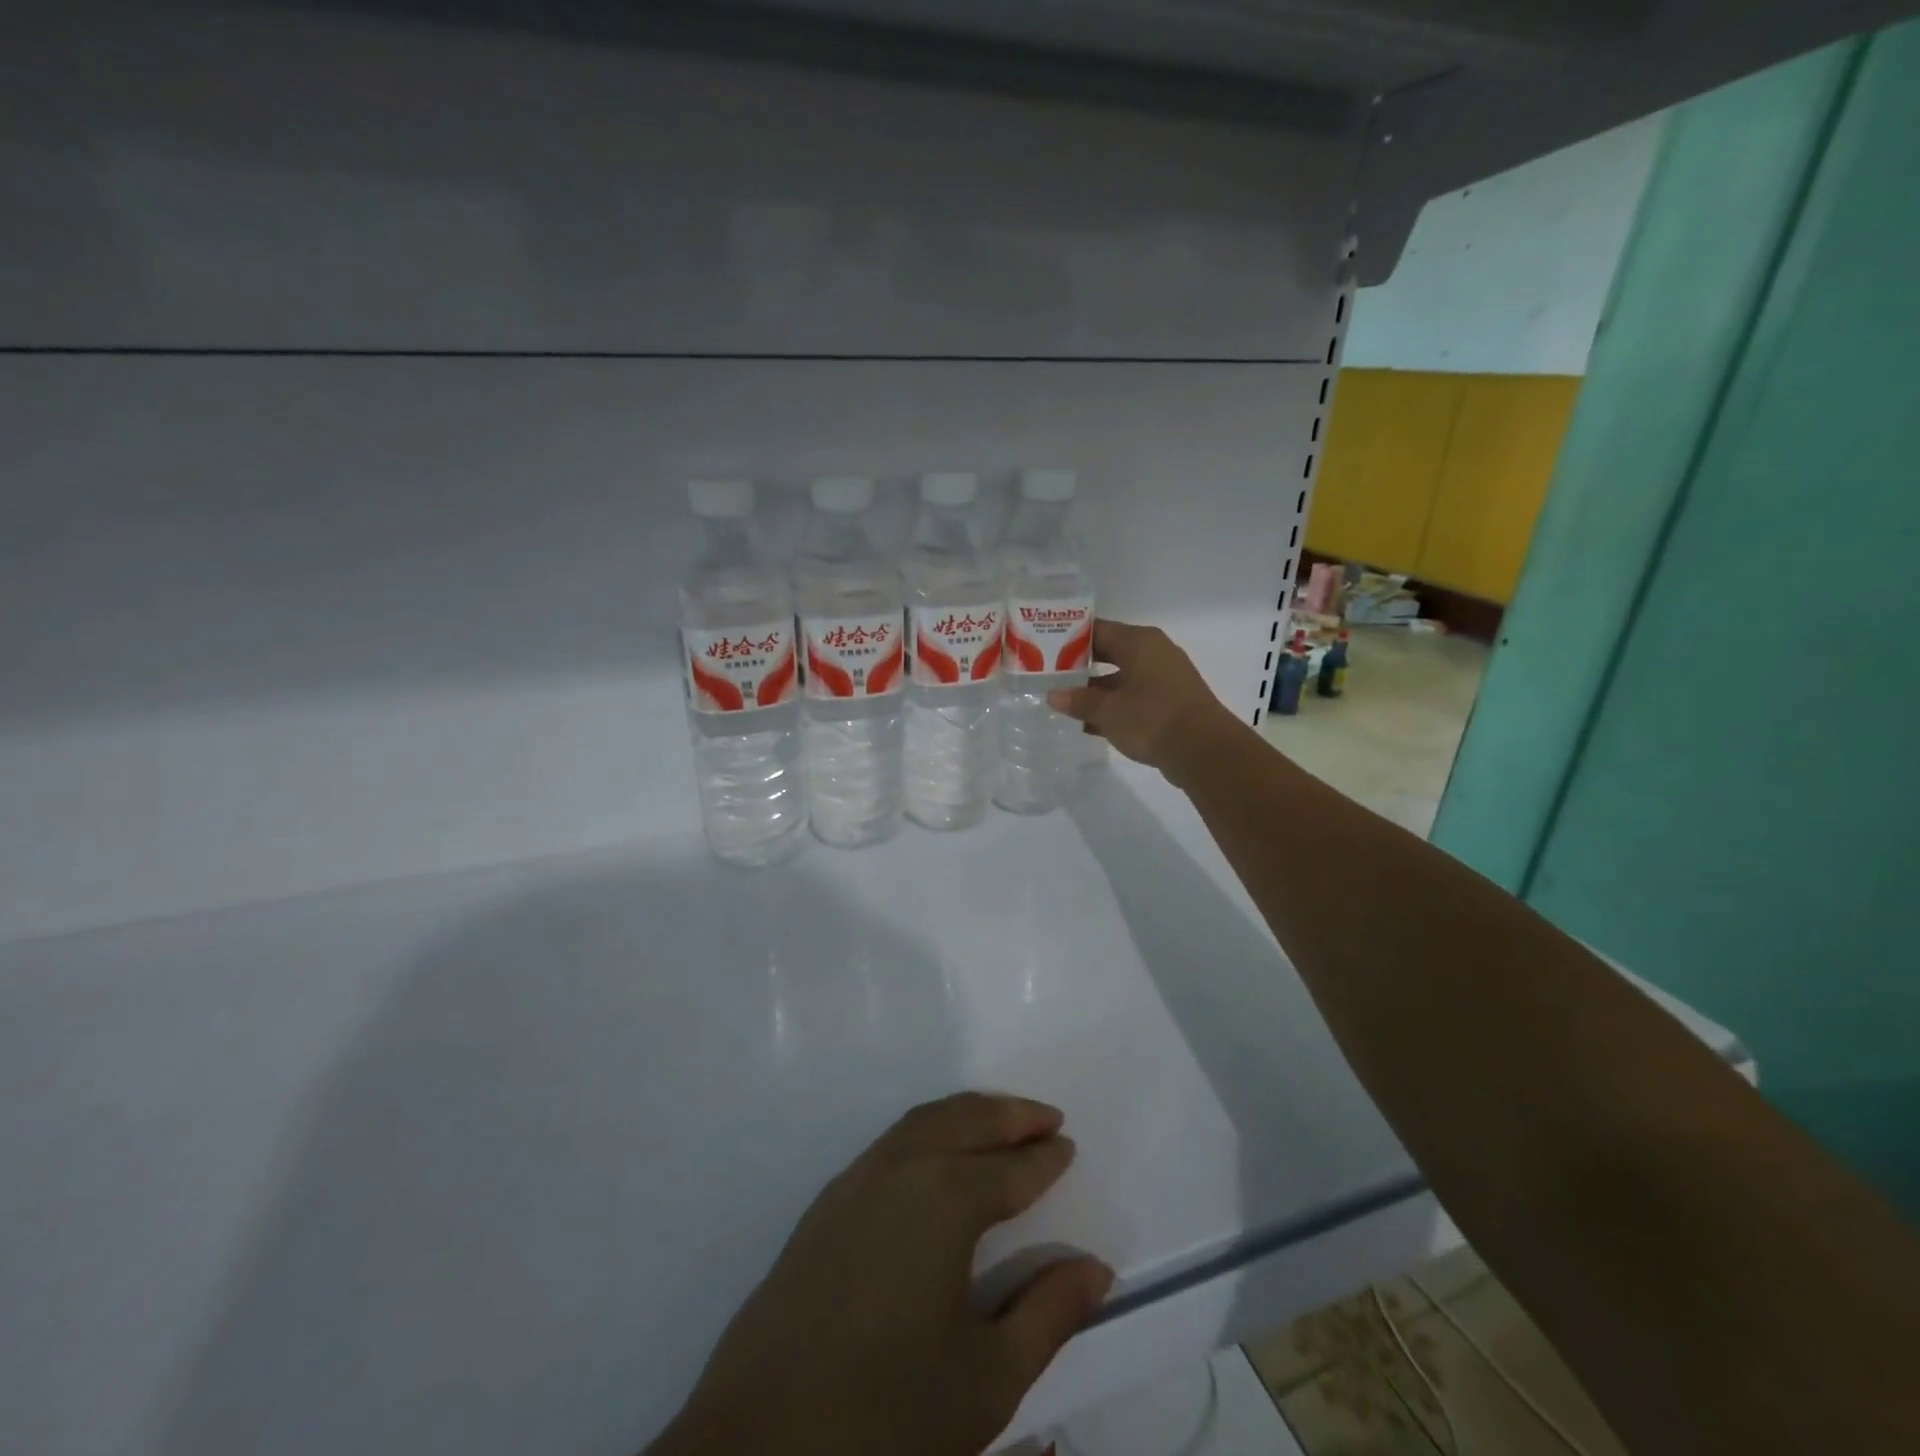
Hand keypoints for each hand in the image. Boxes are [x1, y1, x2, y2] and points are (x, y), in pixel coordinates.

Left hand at [652, 1093, 1113, 1455]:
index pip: (1010, 1167)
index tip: (1068, 1145)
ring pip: (925, 1120)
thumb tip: (1097, 1268)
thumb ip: (1048, 1315)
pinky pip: (893, 1140)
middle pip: (966, 1120)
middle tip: (1046, 1116)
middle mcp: (902, 1168)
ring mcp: (857, 1179)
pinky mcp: (828, 1201)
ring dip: (968, 1112)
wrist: (761, 1440)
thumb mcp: (987, 1378)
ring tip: (1001, 1121)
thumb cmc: (888, 1414)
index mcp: (945, 1199)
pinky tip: (937, 1153)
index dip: (1044, 1158)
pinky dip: (929, 1127)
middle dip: (1010, 1113)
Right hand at [1048, 620, 1242, 782]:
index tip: (1044, 648)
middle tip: (1048, 675)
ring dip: (1095, 691)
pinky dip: (1113, 708)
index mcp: (1139, 642)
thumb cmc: (1152, 717)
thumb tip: (1054, 695)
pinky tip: (1088, 724)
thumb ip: (1079, 701)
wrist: (1204, 751)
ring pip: (1120, 679)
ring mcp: (1164, 680)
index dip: (1070, 638)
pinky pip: (1132, 699)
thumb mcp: (1108, 710)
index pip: (1098, 630)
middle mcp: (1153, 654)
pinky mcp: (1168, 705)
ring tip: (1062, 702)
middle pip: (1109, 654)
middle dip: (1079, 666)